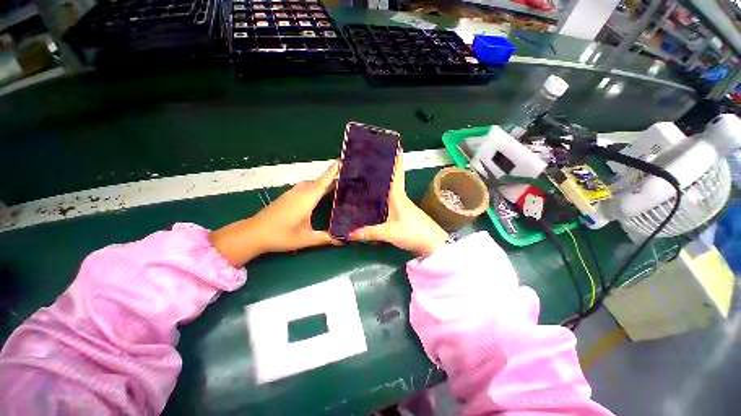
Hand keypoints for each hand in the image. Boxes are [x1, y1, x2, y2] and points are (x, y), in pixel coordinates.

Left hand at [211, 161, 340, 266]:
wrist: (254, 233)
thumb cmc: (281, 235)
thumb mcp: (306, 238)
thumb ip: (326, 238)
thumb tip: (344, 239)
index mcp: (307, 198)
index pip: (324, 181)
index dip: (333, 170)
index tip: (343, 160)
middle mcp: (301, 192)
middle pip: (320, 181)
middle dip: (334, 177)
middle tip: (349, 178)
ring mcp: (293, 193)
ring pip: (313, 183)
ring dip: (325, 182)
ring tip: (339, 186)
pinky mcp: (289, 196)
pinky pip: (307, 187)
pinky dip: (317, 187)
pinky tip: (321, 194)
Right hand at [349, 154, 447, 256]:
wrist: (432, 243)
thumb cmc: (413, 232)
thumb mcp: (390, 233)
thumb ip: (370, 232)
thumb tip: (349, 233)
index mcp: (398, 195)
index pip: (396, 173)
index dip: (395, 159)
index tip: (393, 145)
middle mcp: (399, 197)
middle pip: (390, 179)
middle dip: (381, 168)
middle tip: (366, 161)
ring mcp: (401, 204)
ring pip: (388, 189)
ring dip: (380, 182)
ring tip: (364, 176)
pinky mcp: (401, 212)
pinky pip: (388, 199)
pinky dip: (380, 195)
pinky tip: (371, 198)